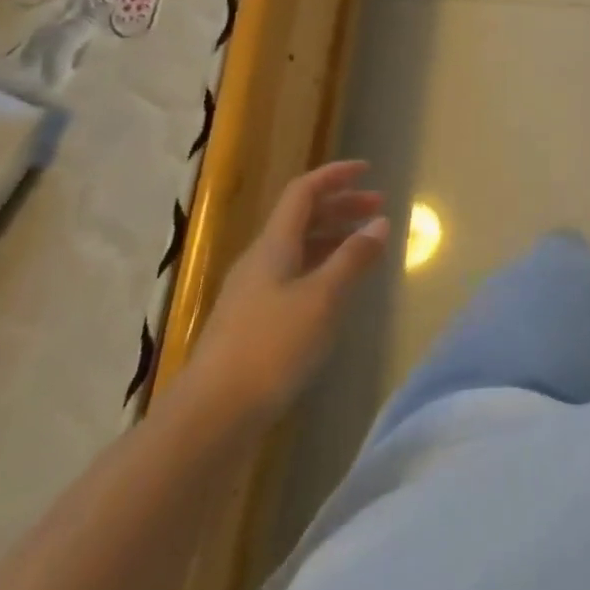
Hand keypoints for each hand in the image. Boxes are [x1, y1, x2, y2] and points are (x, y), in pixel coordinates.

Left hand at [183, 160, 389, 428]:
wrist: (209, 418)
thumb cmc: (271, 347)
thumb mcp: (323, 298)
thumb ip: (353, 258)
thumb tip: (379, 222)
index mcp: (273, 245)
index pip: (304, 192)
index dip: (335, 175)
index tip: (368, 170)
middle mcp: (260, 261)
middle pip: (302, 218)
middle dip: (341, 207)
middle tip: (379, 209)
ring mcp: (252, 294)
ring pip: (297, 249)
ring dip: (333, 238)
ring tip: (366, 248)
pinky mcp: (251, 324)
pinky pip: (293, 277)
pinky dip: (321, 268)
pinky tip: (337, 290)